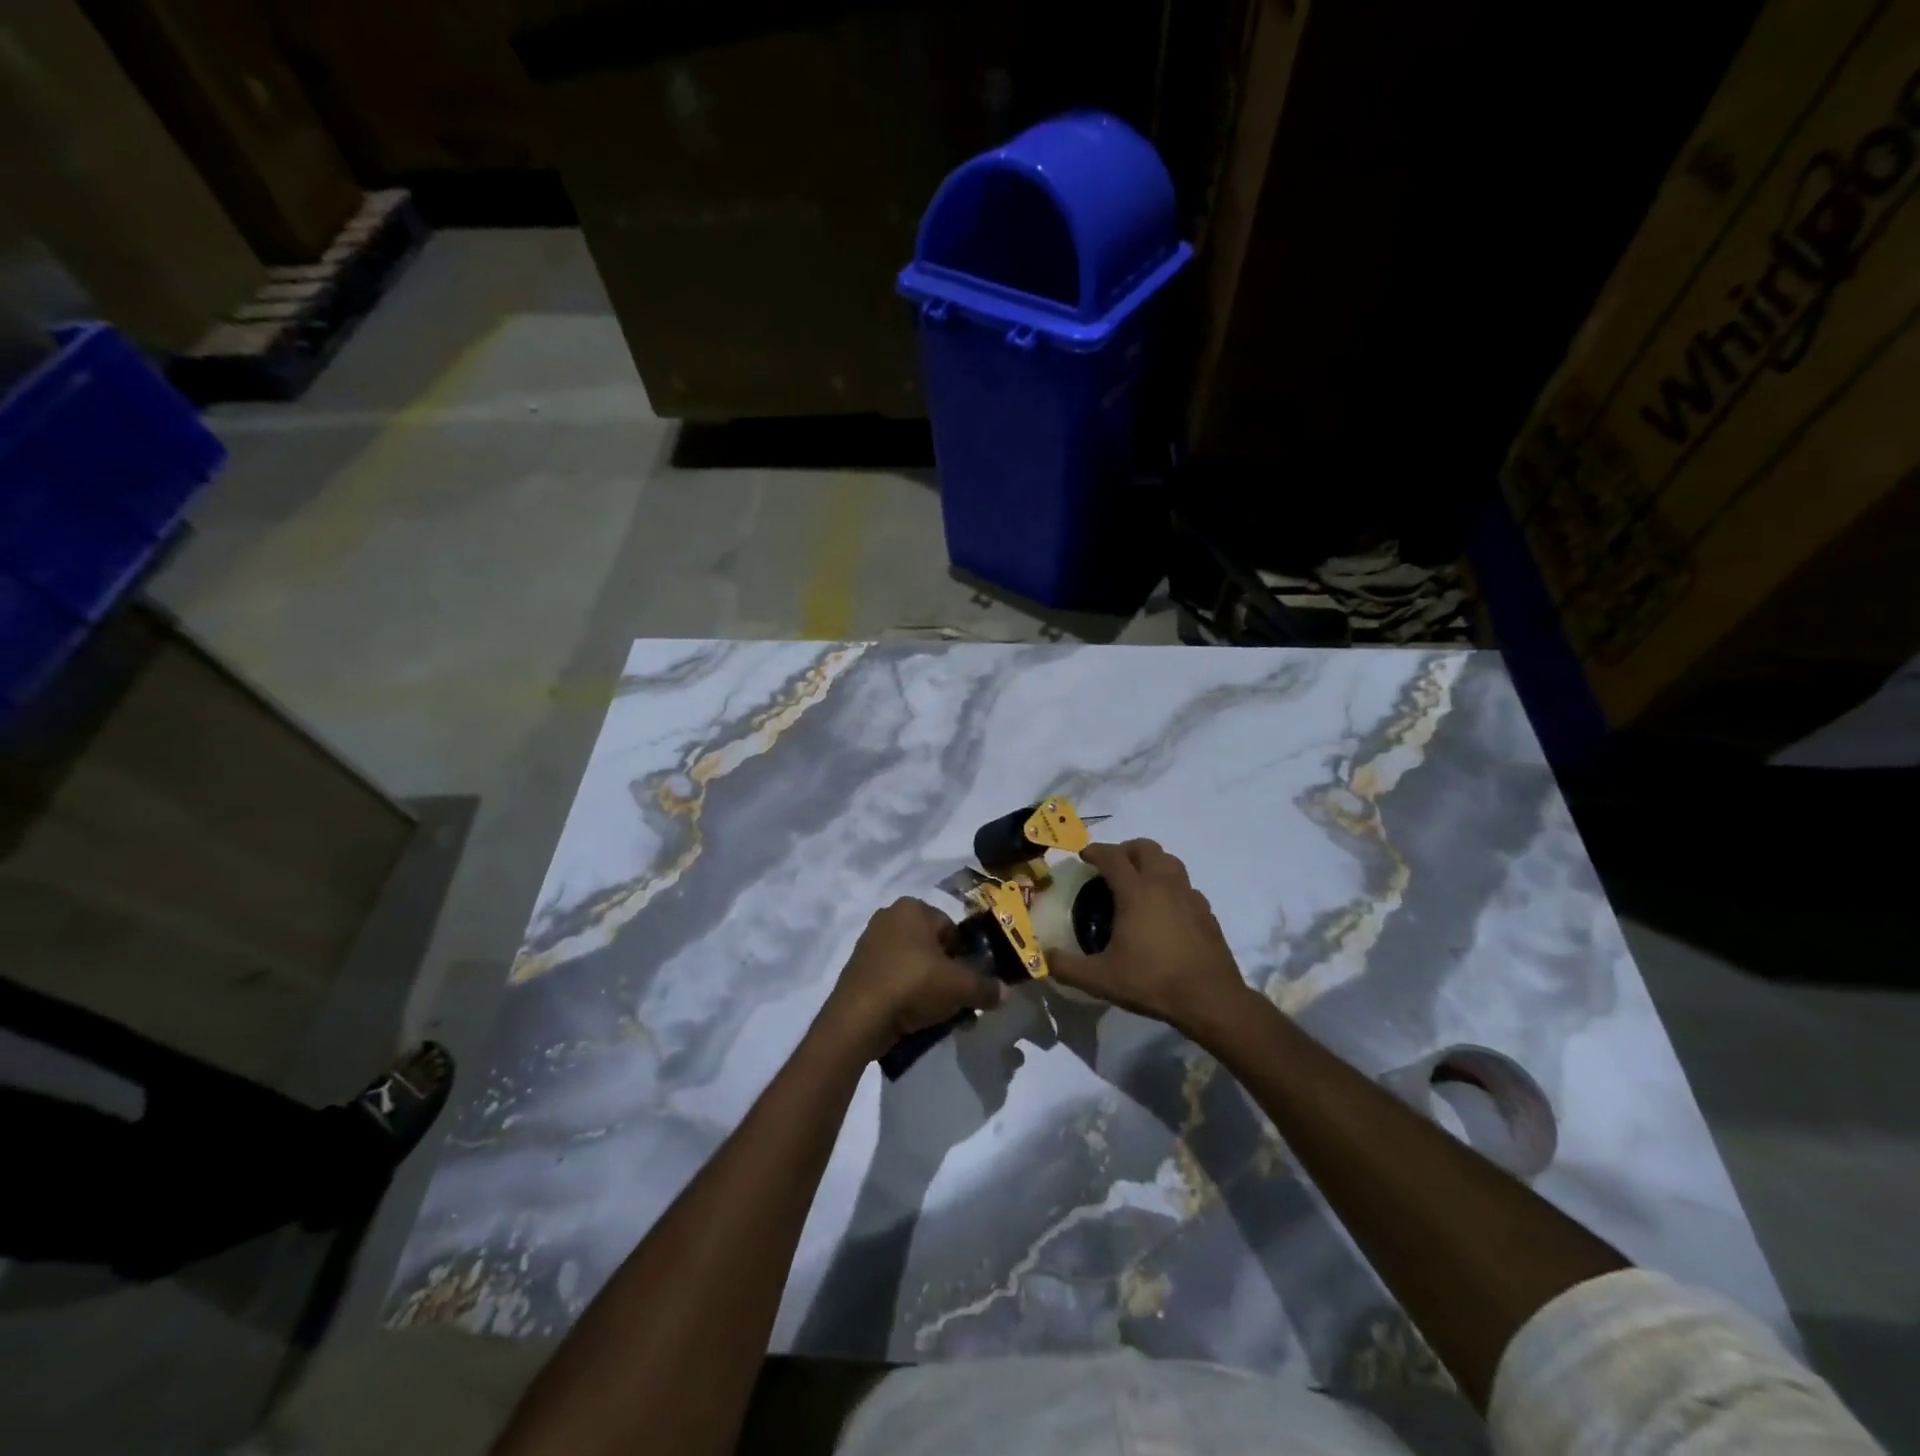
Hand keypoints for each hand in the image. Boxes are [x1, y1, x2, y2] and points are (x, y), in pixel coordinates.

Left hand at [819, 898, 1007, 1060]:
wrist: (858, 1019)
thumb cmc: (913, 985)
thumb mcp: (960, 987)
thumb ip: (986, 988)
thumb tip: (1005, 993)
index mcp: (912, 908)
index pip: (952, 929)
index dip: (965, 958)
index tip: (968, 984)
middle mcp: (889, 917)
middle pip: (933, 948)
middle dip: (948, 975)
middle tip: (957, 1003)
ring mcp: (869, 943)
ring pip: (913, 966)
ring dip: (929, 988)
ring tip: (937, 1017)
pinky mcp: (858, 970)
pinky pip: (893, 979)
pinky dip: (906, 996)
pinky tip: (914, 1019)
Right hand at [1048, 840, 1254, 1042]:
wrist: (1210, 999)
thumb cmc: (1152, 981)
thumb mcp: (1101, 979)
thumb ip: (1067, 967)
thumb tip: (1044, 957)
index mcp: (1136, 891)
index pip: (1112, 856)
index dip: (1095, 851)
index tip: (1084, 856)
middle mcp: (1164, 884)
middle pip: (1145, 848)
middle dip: (1125, 850)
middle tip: (1111, 866)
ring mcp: (1189, 896)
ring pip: (1170, 862)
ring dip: (1151, 863)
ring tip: (1138, 882)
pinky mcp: (1206, 912)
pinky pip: (1185, 886)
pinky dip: (1171, 887)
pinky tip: (1165, 910)